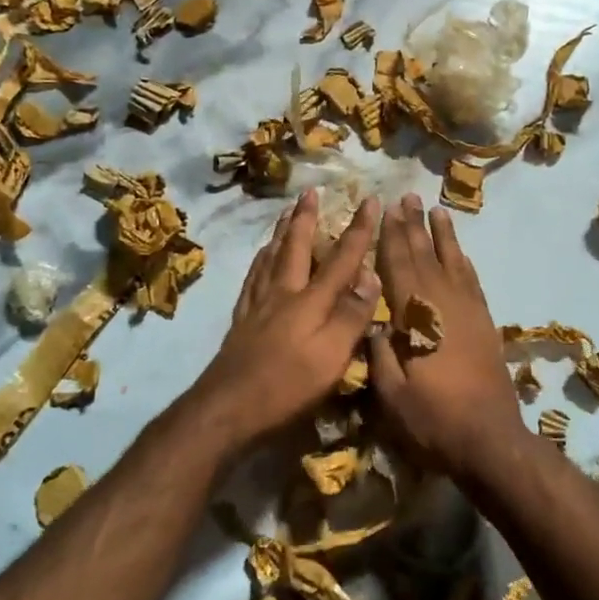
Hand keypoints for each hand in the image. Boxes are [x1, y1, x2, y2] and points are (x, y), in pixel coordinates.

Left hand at [188, 190, 381, 458]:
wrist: (227, 407)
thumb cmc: (287, 385)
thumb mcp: (331, 356)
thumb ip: (352, 316)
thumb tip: (371, 275)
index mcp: (310, 300)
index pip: (341, 258)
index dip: (359, 229)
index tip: (370, 200)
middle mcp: (283, 293)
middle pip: (296, 247)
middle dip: (307, 218)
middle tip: (310, 192)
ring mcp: (258, 305)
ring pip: (271, 257)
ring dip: (282, 232)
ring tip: (285, 214)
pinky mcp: (242, 320)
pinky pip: (253, 277)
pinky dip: (260, 260)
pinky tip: (260, 259)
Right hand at [369, 195, 525, 485]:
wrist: (490, 440)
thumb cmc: (433, 419)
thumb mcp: (391, 394)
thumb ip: (378, 353)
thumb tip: (372, 322)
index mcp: (416, 316)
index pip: (399, 265)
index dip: (391, 236)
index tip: (386, 209)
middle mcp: (443, 303)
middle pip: (425, 255)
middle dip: (414, 225)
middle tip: (407, 197)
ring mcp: (468, 311)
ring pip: (452, 262)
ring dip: (443, 235)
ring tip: (436, 209)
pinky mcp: (485, 323)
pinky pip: (472, 281)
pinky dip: (464, 261)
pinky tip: (460, 252)